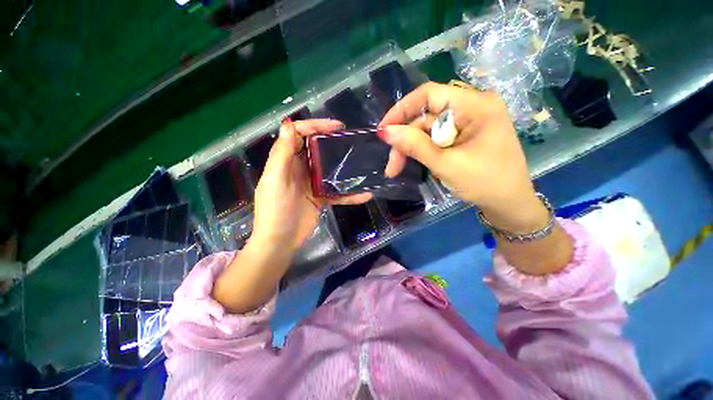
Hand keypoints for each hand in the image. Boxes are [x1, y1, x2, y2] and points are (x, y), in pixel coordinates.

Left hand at [251, 118, 371, 252]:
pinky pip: (337, 192)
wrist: (280, 241)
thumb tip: (289, 125)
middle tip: (350, 139)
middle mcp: (298, 169)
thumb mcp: (275, 180)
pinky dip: (349, 194)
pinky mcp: (320, 197)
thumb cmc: (275, 210)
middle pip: (315, 148)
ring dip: (342, 165)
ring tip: (359, 160)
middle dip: (330, 141)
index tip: (335, 127)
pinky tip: (364, 194)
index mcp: (286, 161)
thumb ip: (282, 154)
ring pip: (328, 168)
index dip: (315, 126)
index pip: (298, 135)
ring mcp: (311, 183)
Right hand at [378, 82, 546, 232]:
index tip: (383, 130)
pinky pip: (435, 138)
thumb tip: (385, 131)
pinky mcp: (463, 135)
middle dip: (404, 140)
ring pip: (427, 130)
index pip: (430, 94)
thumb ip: (415, 146)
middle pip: (425, 116)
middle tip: (391, 166)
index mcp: (476, 106)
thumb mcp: (445, 165)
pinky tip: (413, 163)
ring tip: (396, 170)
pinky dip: (421, 151)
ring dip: (410, 149)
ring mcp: (468, 121)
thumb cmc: (484, 183)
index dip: (402, 110)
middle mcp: (472, 107)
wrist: (508, 203)